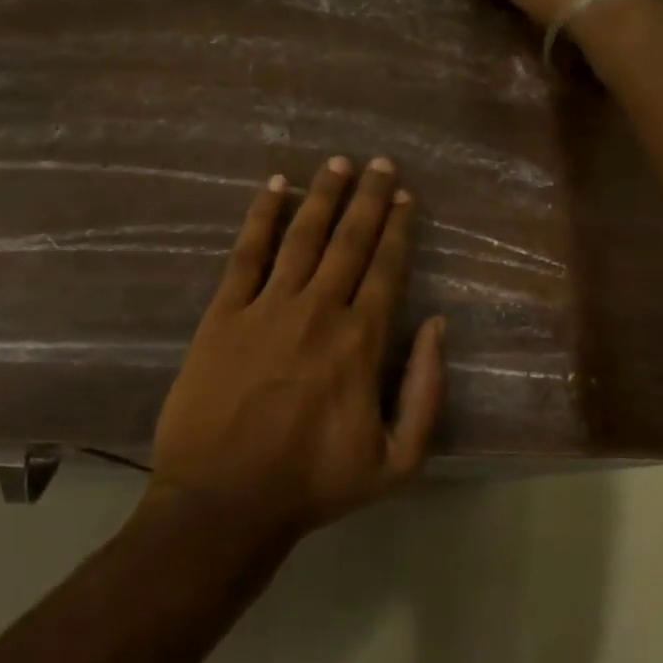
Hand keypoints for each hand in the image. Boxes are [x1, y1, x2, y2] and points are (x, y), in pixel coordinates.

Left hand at [146, 156, 447, 547]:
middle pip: (350, 240)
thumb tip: (438, 326)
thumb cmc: (314, 483)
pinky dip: (262, 216)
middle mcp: (319, 310)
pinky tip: (275, 186)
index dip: (398, 228)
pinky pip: (247, 253)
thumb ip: (426, 391)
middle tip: (379, 161)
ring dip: (323, 195)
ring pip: (303, 236)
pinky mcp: (223, 313)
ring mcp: (267, 307)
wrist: (224, 501)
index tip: (404, 196)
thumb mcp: (397, 461)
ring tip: (337, 162)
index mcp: (361, 342)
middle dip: (368, 197)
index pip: (387, 268)